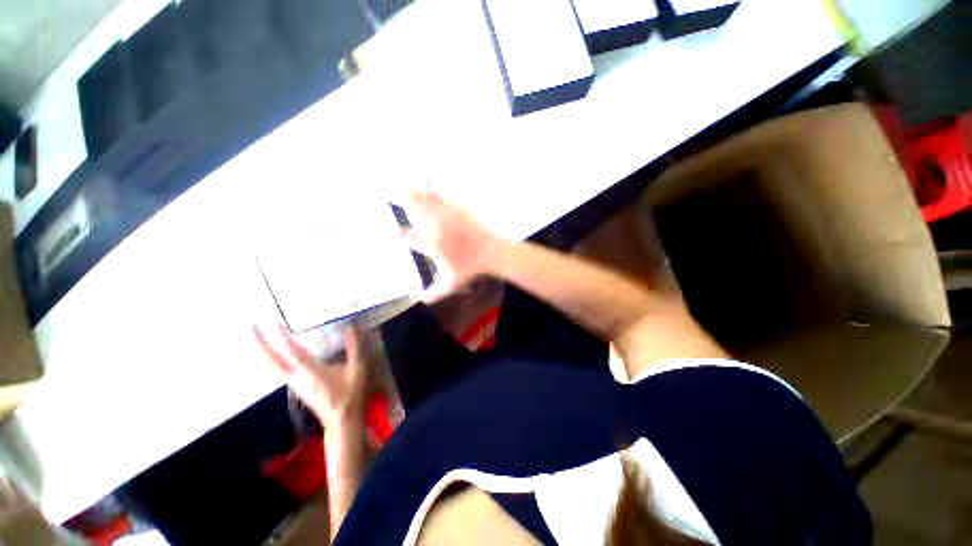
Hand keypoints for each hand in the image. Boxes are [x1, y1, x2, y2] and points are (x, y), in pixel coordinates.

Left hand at [254, 325, 365, 428]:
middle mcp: (297, 376)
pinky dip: (267, 358)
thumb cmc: (349, 393)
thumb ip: (354, 347)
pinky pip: (275, 369)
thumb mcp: (357, 369)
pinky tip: (268, 353)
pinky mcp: (294, 384)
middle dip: (259, 343)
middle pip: (271, 360)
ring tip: (253, 336)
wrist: (340, 419)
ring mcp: (293, 382)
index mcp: (312, 371)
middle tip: (249, 325)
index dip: (280, 336)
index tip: (270, 320)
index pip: (292, 352)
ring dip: (260, 350)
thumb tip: (351, 327)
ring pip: (270, 366)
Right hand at [401, 191, 507, 301]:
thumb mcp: (450, 285)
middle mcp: (435, 227)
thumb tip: (417, 299)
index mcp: (430, 244)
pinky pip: (443, 196)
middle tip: (392, 193)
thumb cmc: (470, 270)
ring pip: (427, 200)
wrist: (491, 254)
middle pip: (415, 210)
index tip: (390, 232)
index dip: (397, 235)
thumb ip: (432, 293)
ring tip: (407, 186)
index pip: (408, 238)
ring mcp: (447, 216)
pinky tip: (432, 186)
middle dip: (403, 201)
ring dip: (416, 193)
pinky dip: (435, 191)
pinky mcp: (459, 210)